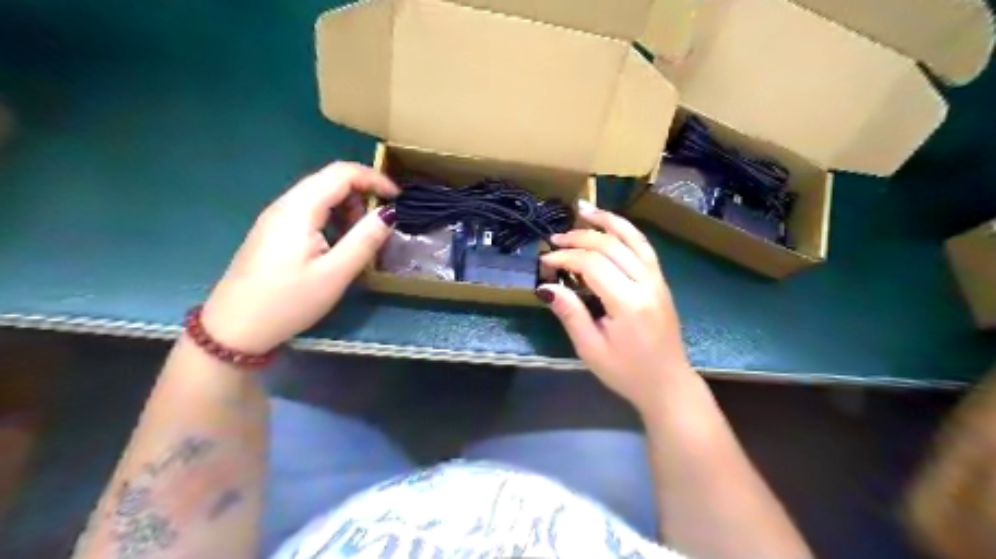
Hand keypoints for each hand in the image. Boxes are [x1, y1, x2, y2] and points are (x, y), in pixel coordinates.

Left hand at [200, 161, 398, 353]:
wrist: (235, 329)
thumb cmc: (288, 302)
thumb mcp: (335, 274)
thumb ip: (365, 239)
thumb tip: (390, 213)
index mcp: (299, 209)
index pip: (342, 173)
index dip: (374, 178)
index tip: (399, 199)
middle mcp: (285, 204)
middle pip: (330, 180)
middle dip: (362, 193)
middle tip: (380, 224)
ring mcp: (276, 217)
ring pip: (320, 195)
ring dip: (347, 207)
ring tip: (360, 238)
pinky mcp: (273, 231)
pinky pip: (309, 211)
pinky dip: (332, 218)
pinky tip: (337, 245)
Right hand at [537, 202, 694, 412]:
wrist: (667, 384)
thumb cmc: (626, 372)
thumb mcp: (591, 349)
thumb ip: (571, 314)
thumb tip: (547, 286)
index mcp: (628, 303)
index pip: (593, 264)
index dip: (565, 257)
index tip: (545, 262)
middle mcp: (646, 283)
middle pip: (610, 246)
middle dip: (579, 238)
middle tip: (554, 240)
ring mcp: (657, 279)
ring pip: (632, 238)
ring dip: (607, 221)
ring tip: (584, 209)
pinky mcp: (660, 280)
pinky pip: (643, 246)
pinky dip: (626, 230)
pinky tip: (611, 224)